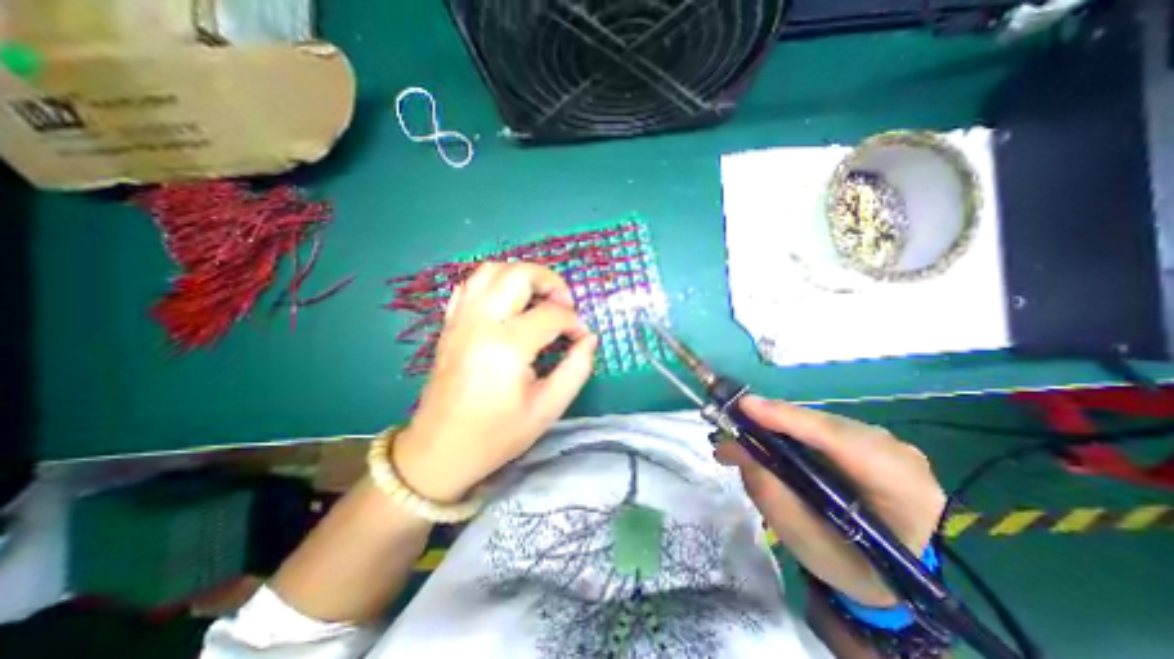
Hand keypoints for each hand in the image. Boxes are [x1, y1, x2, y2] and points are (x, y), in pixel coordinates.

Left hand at [394, 262, 598, 504]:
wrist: (439, 451)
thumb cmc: (496, 435)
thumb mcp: (547, 408)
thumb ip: (576, 369)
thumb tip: (588, 339)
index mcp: (507, 346)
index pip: (552, 315)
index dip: (574, 323)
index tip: (582, 338)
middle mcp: (481, 322)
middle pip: (519, 274)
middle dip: (551, 282)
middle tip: (564, 305)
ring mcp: (461, 319)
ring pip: (492, 270)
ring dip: (522, 276)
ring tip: (539, 299)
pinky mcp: (450, 324)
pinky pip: (471, 285)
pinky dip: (495, 283)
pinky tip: (508, 303)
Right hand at [710, 397, 948, 606]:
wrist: (891, 571)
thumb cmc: (848, 564)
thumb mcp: (805, 540)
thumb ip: (767, 490)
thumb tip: (730, 445)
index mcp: (904, 491)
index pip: (843, 442)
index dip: (791, 419)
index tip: (744, 407)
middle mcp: (898, 455)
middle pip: (825, 425)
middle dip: (772, 422)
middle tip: (727, 428)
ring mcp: (883, 441)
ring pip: (817, 422)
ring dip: (774, 426)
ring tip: (737, 439)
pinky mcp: (863, 436)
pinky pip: (817, 426)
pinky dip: (785, 430)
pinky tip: (761, 439)